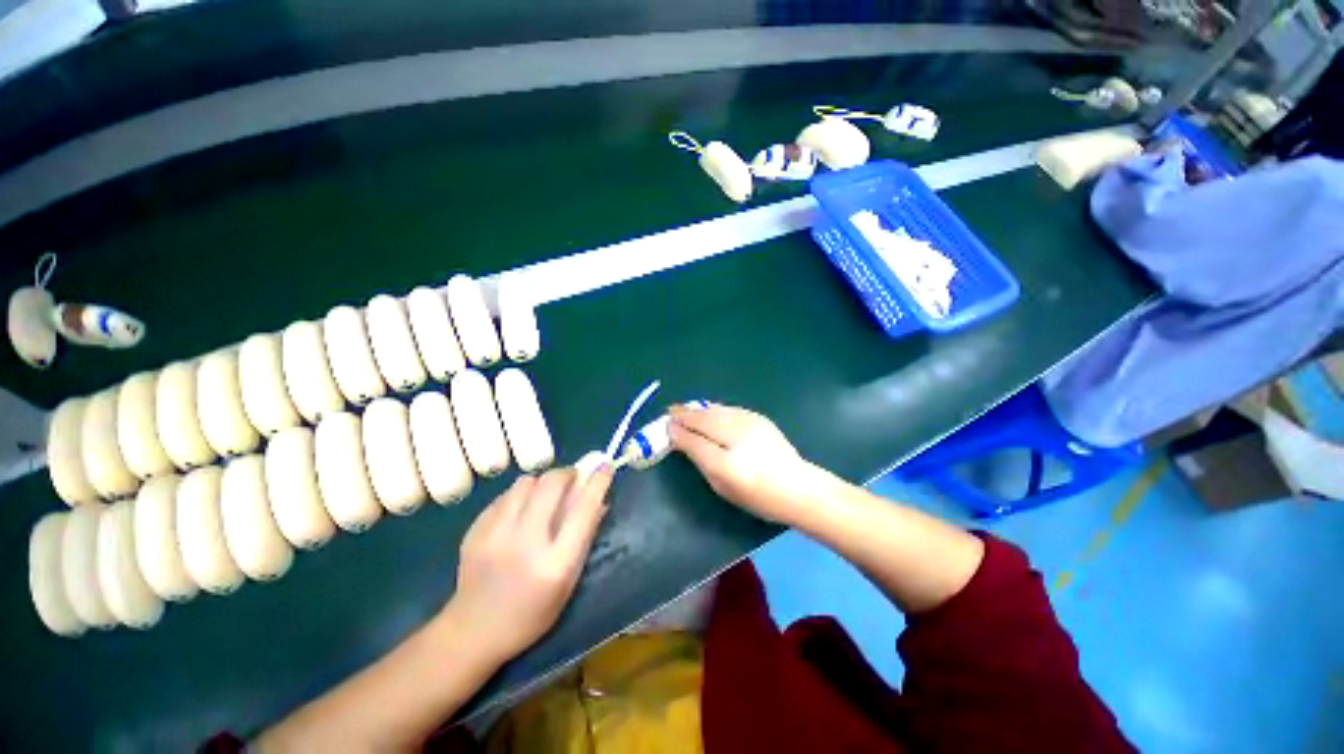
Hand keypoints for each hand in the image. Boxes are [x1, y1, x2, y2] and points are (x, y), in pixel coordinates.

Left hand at [445, 467, 612, 663]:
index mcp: (555, 563)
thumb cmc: (531, 613)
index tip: (605, 466)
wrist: (472, 632)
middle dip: (566, 474)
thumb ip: (585, 539)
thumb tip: (601, 501)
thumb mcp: (568, 582)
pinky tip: (520, 511)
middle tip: (572, 479)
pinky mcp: (474, 531)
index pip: (583, 510)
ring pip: (525, 483)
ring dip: (541, 482)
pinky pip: (504, 496)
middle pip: (551, 485)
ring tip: (543, 495)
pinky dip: (519, 496)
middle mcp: (525, 543)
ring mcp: (494, 535)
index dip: (597, 483)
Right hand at [667, 404, 816, 524]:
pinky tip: (709, 410)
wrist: (797, 487)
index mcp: (725, 460)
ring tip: (685, 408)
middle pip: (703, 418)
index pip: (694, 438)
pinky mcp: (758, 417)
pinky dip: (714, 409)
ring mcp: (749, 423)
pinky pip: (729, 409)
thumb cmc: (757, 494)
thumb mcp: (721, 484)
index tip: (666, 424)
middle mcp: (736, 436)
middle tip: (671, 411)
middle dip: (685, 414)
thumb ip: (700, 458)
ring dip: (698, 408)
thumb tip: (681, 438)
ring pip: (716, 410)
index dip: (678, 430)